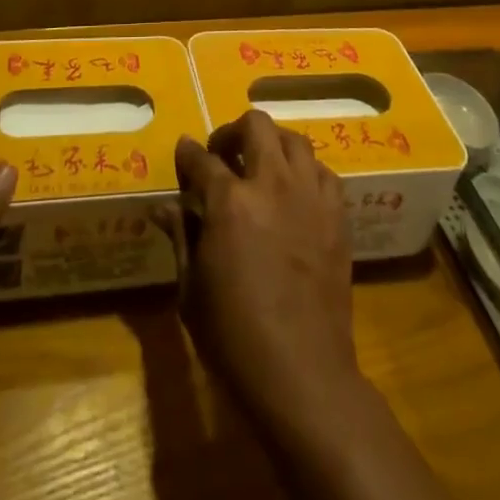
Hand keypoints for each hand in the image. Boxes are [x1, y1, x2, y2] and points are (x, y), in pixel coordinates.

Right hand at [172, 114, 482, 499]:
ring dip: (272, 145)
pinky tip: (295, 192)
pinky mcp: (337, 216)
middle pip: (255, 126)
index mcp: (229, 202)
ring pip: (294, 140)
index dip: (188, 153)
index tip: (183, 151)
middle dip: (232, 132)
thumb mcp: (192, 290)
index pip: (202, 159)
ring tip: (261, 167)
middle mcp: (271, 185)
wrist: (303, 374)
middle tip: (223, 155)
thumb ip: (180, 237)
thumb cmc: (234, 338)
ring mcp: (309, 196)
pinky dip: (305, 172)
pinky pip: (323, 172)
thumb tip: (163, 207)